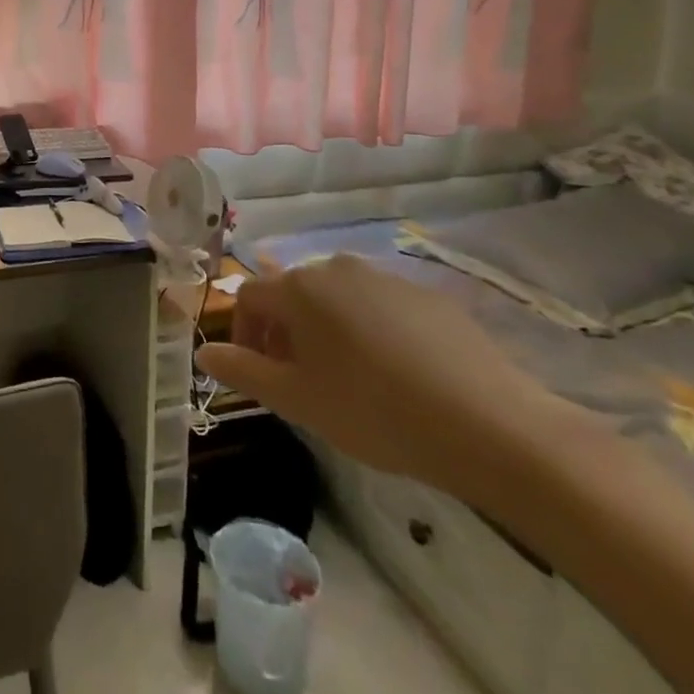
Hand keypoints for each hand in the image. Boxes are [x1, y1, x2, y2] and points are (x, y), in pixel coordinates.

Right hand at [195, 255, 575, 501]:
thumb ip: (244, 370)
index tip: (260, 374)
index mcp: (299, 288)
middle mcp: (336, 268)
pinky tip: (397, 374)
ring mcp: (386, 277)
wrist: (489, 425)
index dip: (245, 334)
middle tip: (303, 381)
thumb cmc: (375, 411)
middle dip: (286, 332)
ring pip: (338, 298)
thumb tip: (204, 351)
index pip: (250, 297)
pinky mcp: (428, 295)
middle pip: (294, 294)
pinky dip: (372, 331)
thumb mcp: (298, 400)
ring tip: (350, 379)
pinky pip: (381, 307)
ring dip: (328, 330)